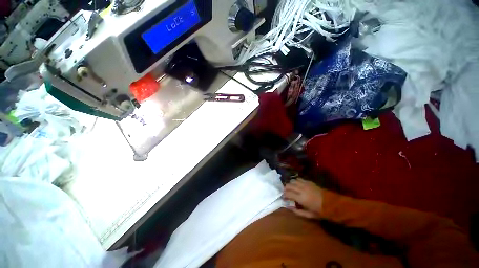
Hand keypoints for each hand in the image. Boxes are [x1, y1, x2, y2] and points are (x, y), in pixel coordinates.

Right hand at [283, 179, 322, 218]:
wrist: (331, 203)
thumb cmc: (319, 211)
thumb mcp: (308, 215)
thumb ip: (297, 212)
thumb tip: (288, 207)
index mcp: (301, 198)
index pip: (288, 193)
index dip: (284, 195)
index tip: (283, 198)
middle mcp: (301, 189)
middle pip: (288, 185)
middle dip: (285, 189)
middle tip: (285, 193)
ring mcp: (305, 184)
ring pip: (292, 181)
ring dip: (290, 184)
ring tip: (291, 188)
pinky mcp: (308, 182)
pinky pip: (299, 179)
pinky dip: (295, 181)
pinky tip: (296, 185)